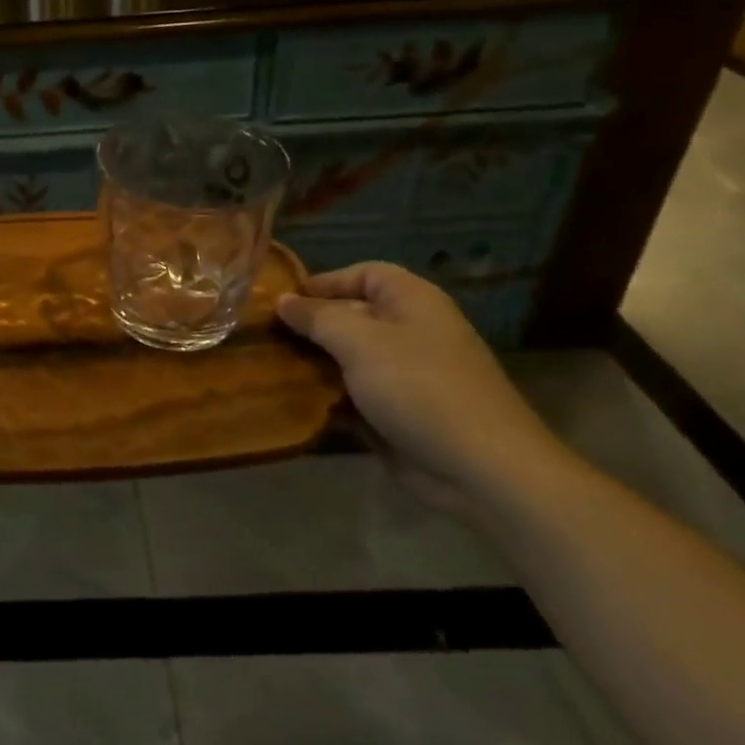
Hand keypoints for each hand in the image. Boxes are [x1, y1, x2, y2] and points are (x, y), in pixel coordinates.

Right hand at [277, 263, 562, 513]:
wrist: (481, 470)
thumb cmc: (419, 387)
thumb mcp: (359, 342)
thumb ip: (316, 317)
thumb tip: (282, 300)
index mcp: (412, 302)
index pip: (363, 274)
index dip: (323, 282)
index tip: (282, 302)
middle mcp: (409, 332)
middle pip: (350, 316)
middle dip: (309, 326)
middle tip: (264, 336)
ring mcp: (404, 376)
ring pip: (346, 358)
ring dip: (312, 364)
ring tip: (268, 367)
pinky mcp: (396, 414)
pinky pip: (352, 395)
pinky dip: (326, 397)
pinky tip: (292, 401)